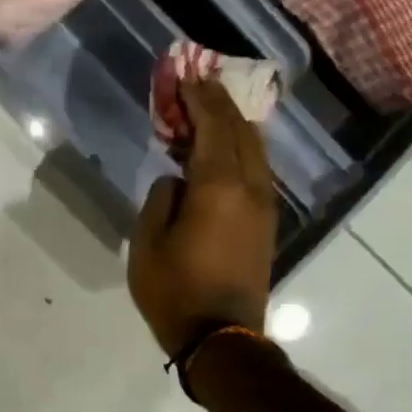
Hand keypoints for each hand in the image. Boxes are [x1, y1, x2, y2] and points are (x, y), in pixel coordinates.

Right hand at [129, 77, 276, 355]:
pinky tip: (221, 151)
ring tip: (208, 111)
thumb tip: (177, 179)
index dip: (200, 98)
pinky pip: (256, 170)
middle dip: (219, 104)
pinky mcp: (265, 223)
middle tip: (198, 84)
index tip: (186, 75)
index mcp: (219, 187)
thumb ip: (160, 199)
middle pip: (241, 131)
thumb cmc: (174, 289)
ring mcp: (263, 206)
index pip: (214, 126)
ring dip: (232, 125)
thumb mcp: (147, 242)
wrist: (221, 337)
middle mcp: (250, 188)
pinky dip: (239, 150)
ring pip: (255, 150)